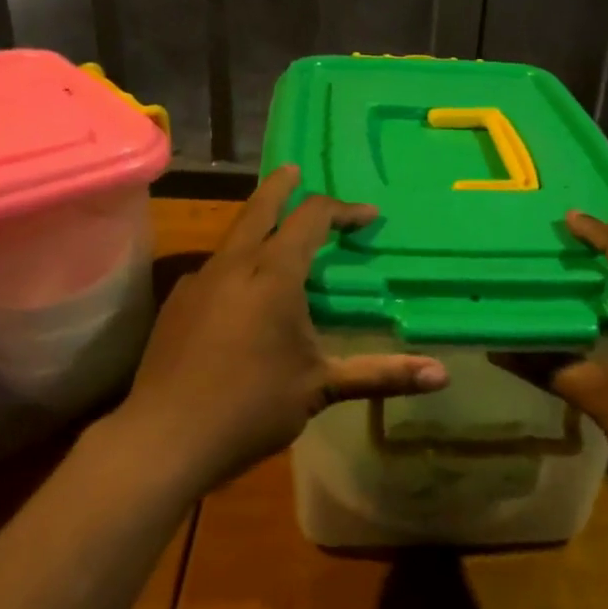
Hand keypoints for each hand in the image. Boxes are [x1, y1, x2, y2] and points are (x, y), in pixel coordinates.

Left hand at [117, 166, 447, 493]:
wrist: (164, 438)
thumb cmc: (251, 407)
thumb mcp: (321, 388)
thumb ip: (381, 374)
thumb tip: (443, 376)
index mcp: (273, 275)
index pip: (312, 219)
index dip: (343, 210)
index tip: (368, 216)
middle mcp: (234, 265)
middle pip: (260, 208)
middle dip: (282, 186)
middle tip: (296, 170)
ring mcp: (198, 281)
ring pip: (233, 236)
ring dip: (258, 224)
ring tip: (276, 234)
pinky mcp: (176, 302)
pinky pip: (214, 267)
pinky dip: (236, 261)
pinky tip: (240, 292)